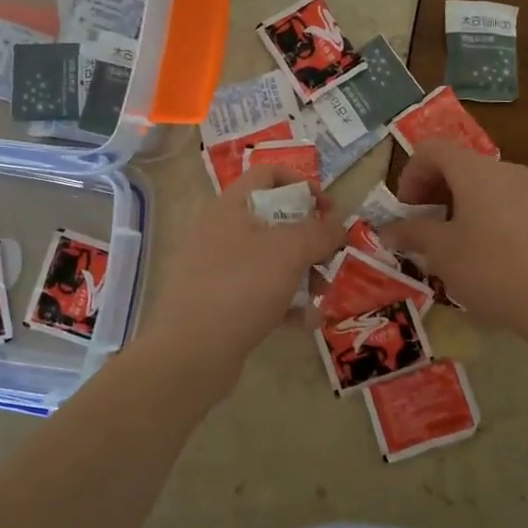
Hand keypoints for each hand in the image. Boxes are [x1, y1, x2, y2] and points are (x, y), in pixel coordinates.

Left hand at [140, 165, 342, 392]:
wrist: (191, 352)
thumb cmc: (241, 287)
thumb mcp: (289, 252)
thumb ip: (319, 232)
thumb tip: (337, 225)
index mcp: (230, 206)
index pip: (268, 174)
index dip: (303, 184)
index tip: (329, 211)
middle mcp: (219, 230)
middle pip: (273, 218)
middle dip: (308, 237)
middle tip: (331, 258)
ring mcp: (215, 267)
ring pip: (269, 258)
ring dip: (301, 272)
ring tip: (321, 295)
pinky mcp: (217, 301)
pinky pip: (258, 291)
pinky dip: (282, 301)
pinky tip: (302, 322)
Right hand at [382, 141, 527, 338]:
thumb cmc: (491, 268)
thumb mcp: (441, 252)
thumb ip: (411, 233)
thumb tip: (386, 231)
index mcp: (475, 170)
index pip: (432, 149)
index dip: (410, 174)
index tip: (405, 210)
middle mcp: (504, 169)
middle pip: (457, 164)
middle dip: (431, 191)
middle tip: (420, 226)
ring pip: (480, 185)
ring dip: (454, 205)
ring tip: (447, 243)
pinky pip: (501, 202)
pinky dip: (480, 215)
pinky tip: (479, 254)